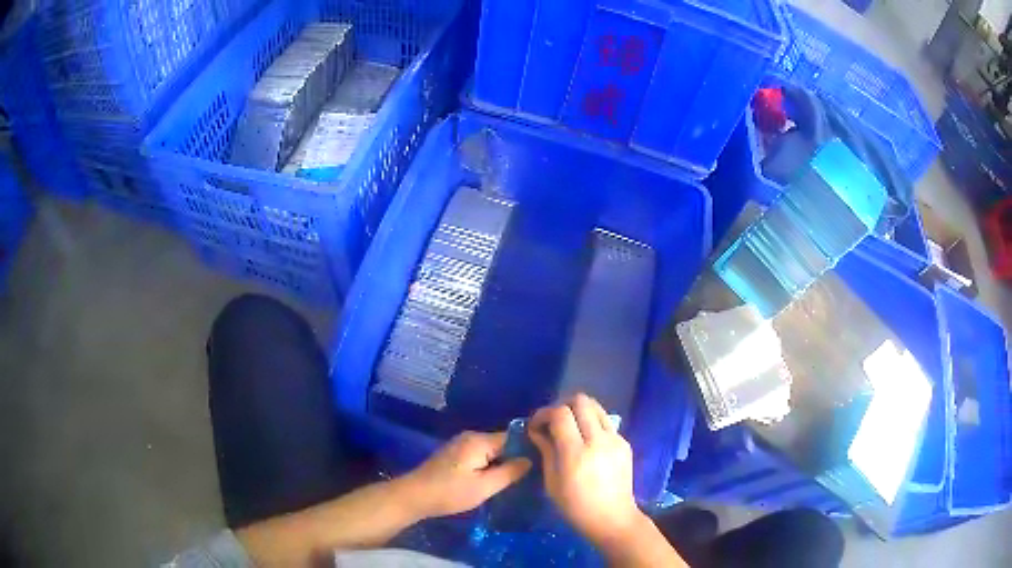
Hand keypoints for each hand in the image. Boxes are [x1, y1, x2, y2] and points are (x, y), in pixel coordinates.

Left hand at [396, 431, 531, 519]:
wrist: (414, 496)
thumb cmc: (450, 492)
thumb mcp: (484, 487)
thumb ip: (509, 472)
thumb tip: (531, 460)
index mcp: (480, 441)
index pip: (514, 437)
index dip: (528, 449)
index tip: (543, 462)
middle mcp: (471, 436)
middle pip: (503, 443)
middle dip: (516, 457)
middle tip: (533, 474)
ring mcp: (461, 444)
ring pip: (492, 451)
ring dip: (502, 463)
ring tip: (518, 479)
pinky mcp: (455, 454)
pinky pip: (481, 455)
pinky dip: (490, 465)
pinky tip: (495, 479)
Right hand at [528, 394, 645, 549]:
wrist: (613, 518)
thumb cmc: (575, 507)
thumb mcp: (552, 482)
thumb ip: (546, 450)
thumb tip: (538, 430)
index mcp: (577, 453)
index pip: (561, 413)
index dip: (544, 413)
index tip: (536, 425)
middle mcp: (599, 440)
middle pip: (581, 401)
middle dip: (563, 405)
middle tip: (553, 421)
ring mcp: (616, 439)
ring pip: (597, 406)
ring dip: (579, 410)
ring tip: (569, 428)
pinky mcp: (625, 443)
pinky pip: (606, 422)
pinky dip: (592, 423)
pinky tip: (586, 442)